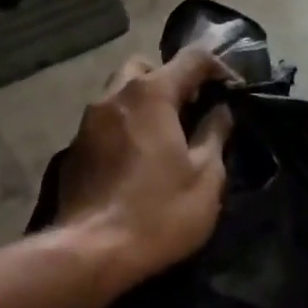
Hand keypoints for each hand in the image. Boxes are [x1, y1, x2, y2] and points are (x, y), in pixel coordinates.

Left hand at [54, 46, 234, 286]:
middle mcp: (114, 96)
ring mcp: (88, 122)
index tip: (234, 91)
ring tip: (165, 136)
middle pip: (144, 68)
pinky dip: (124, 127)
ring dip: (144, 103)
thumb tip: (220, 111)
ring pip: (119, 93)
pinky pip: (104, 122)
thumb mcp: (205, 177)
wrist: (92, 250)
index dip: (219, 67)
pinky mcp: (74, 148)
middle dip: (170, 80)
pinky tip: (136, 159)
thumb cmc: (159, 212)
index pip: (191, 58)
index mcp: (151, 95)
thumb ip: (215, 134)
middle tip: (191, 111)